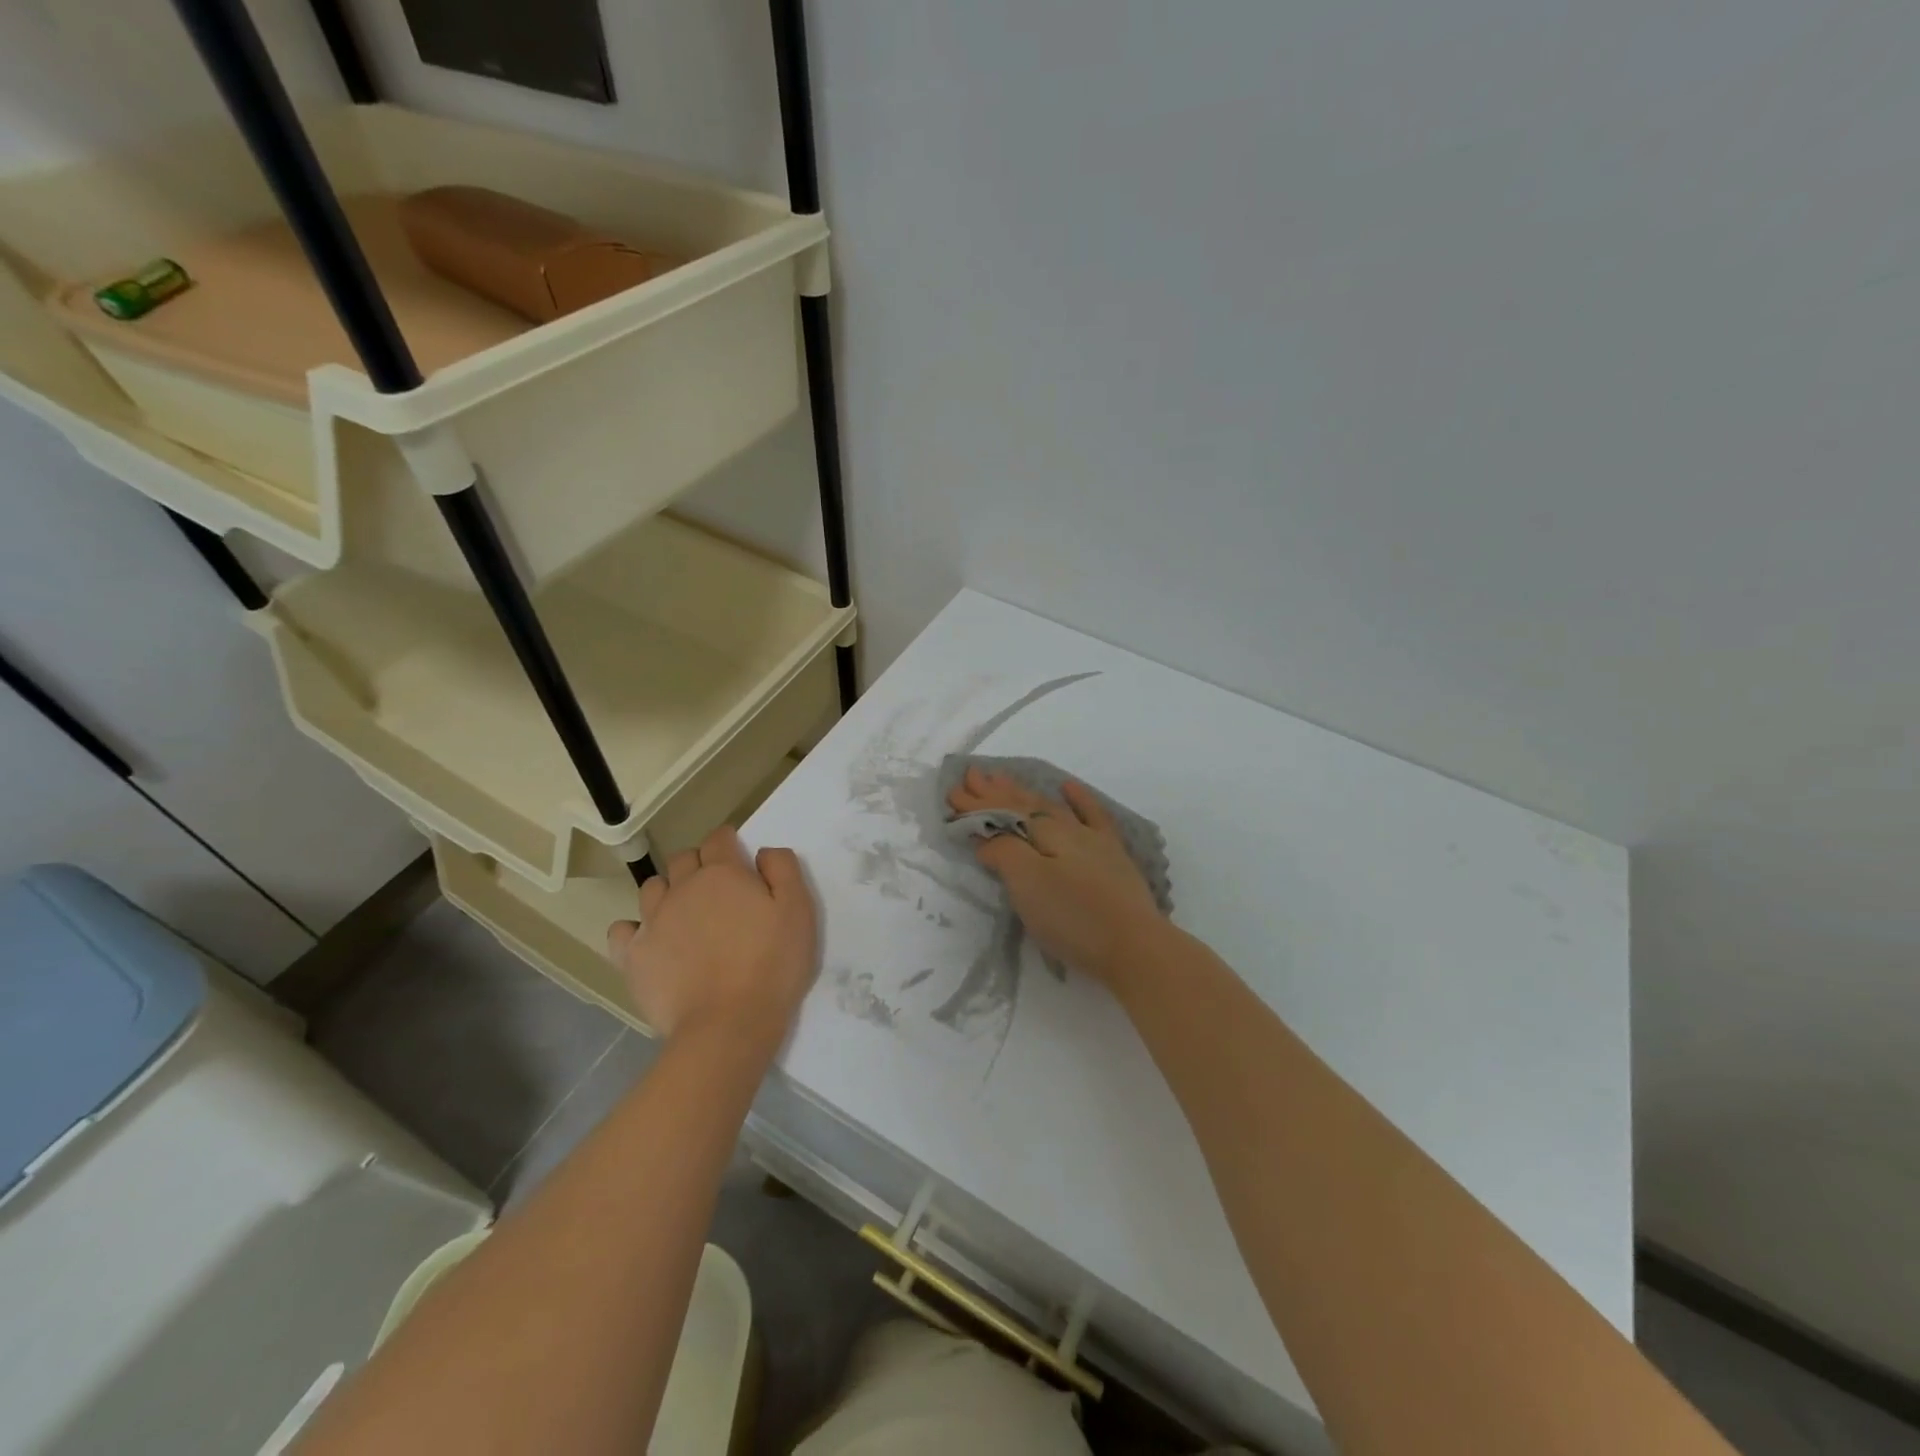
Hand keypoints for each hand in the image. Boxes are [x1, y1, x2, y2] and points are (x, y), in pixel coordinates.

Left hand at [606, 826, 818, 1045]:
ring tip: (686, 916)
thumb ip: (783, 870)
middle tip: (719, 891)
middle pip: (683, 858)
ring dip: (668, 892)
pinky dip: (635, 930)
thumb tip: (763, 852)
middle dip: (699, 865)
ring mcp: (653, 921)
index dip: (729, 843)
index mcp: (723, 873)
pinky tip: (651, 942)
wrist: (727, 1025)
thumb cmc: (772, 965)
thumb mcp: (799, 911)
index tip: (740, 860)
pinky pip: (622, 929)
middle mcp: (683, 887)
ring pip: (652, 888)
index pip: (719, 838)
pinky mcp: (633, 956)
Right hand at [946, 766, 1168, 986]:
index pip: (1003, 813)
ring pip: (1051, 807)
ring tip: (1003, 778)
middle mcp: (1066, 829)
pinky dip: (1078, 799)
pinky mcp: (1112, 856)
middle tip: (970, 776)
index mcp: (1043, 835)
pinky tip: (1068, 787)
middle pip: (1024, 805)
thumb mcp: (1028, 886)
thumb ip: (1004, 853)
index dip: (976, 804)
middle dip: (993, 792)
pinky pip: (1093, 816)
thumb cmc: (1074, 919)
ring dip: (1024, 792)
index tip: (951, 791)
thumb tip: (987, 836)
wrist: (1135, 947)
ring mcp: (1093, 841)